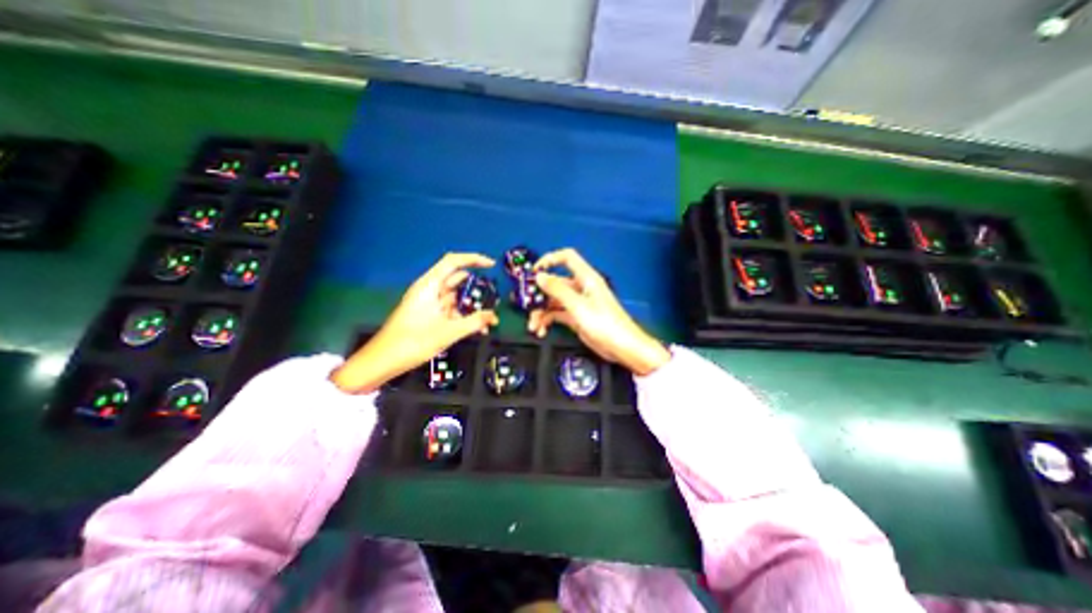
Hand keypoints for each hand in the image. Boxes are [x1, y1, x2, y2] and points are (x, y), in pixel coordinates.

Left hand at [334, 251, 498, 391]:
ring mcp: (428, 302)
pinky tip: (477, 330)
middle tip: (494, 299)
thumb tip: (494, 316)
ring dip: (471, 307)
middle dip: (476, 289)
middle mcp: (429, 290)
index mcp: (429, 285)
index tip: (492, 265)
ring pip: (455, 297)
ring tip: (489, 321)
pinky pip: (450, 310)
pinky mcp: (428, 315)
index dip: (473, 259)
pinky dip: (463, 317)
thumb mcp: (448, 332)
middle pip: (457, 280)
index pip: (453, 262)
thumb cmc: (413, 342)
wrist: (383, 361)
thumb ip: (474, 322)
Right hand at [528, 248, 671, 373]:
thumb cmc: (605, 324)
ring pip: (554, 301)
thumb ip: (558, 290)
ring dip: (541, 312)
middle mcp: (581, 288)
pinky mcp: (576, 318)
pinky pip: (557, 315)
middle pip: (555, 283)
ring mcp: (578, 303)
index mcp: (586, 278)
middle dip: (540, 295)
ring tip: (534, 326)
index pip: (567, 258)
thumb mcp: (578, 306)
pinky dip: (548, 321)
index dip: (550, 259)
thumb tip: (540, 276)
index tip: (534, 271)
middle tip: (527, 306)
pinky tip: (541, 330)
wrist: (622, 348)